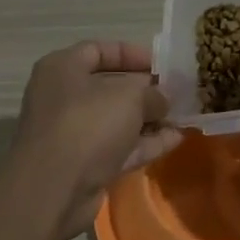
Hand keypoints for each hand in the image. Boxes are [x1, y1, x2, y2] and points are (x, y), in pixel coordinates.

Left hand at [12, 41, 182, 239]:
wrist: (54, 189)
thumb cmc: (88, 124)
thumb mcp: (129, 97)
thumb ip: (152, 93)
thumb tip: (163, 98)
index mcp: (63, 69)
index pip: (98, 50)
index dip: (132, 54)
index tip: (162, 65)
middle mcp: (64, 97)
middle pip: (110, 87)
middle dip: (146, 90)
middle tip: (178, 92)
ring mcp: (74, 133)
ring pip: (117, 120)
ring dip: (150, 118)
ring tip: (184, 116)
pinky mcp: (85, 164)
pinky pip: (120, 147)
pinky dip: (146, 143)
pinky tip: (177, 139)